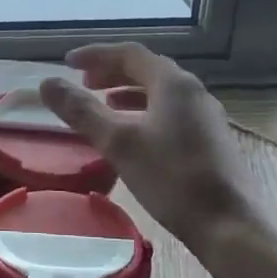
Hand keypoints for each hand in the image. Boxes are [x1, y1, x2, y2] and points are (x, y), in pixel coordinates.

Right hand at [40, 43, 258, 255]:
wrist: (229, 225)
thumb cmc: (171, 178)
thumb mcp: (118, 142)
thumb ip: (81, 110)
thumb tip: (47, 83)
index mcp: (173, 83)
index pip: (130, 53)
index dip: (96, 54)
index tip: (67, 62)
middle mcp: (192, 91)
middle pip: (147, 69)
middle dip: (112, 71)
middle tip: (83, 82)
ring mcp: (205, 116)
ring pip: (160, 92)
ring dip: (128, 92)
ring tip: (103, 103)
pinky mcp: (210, 140)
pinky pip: (170, 111)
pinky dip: (144, 111)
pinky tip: (134, 134)